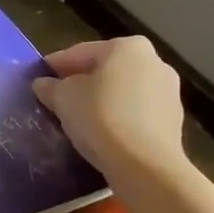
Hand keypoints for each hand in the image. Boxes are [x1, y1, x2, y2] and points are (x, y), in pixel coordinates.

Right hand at [32, 38, 187, 181]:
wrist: (145, 165)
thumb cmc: (100, 117)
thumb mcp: (63, 98)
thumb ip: (51, 87)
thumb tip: (44, 85)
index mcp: (127, 46)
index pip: (81, 52)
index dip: (56, 65)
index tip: (39, 77)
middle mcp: (154, 62)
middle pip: (106, 69)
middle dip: (83, 81)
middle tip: (57, 98)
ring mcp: (168, 92)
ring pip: (124, 91)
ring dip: (102, 100)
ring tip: (79, 118)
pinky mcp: (174, 121)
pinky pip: (137, 112)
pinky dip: (119, 117)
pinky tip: (103, 132)